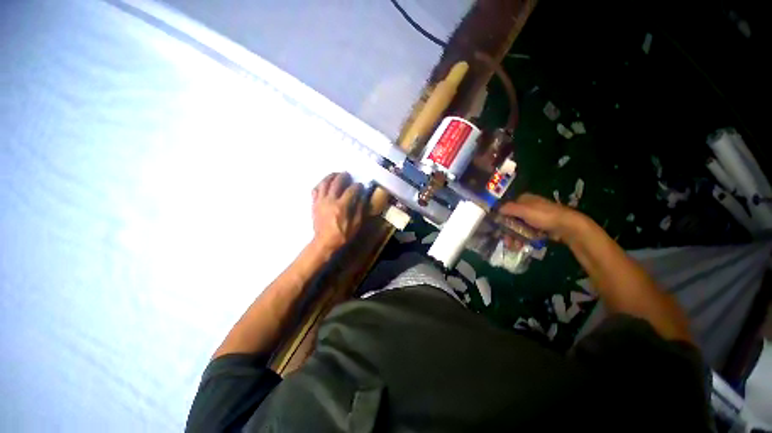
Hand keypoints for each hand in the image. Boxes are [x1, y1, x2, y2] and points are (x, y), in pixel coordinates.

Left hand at [311, 172, 365, 251]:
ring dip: (331, 176)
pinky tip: (324, 184)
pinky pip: (315, 190)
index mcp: (341, 206)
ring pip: (324, 183)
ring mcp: (320, 201)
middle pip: (337, 182)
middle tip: (348, 175)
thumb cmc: (341, 235)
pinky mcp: (314, 203)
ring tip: (336, 175)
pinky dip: (320, 184)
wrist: (324, 242)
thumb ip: (359, 210)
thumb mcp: (355, 225)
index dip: (357, 186)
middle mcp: (330, 200)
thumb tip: (362, 198)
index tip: (360, 185)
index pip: (351, 190)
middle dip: (344, 176)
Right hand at [499, 193, 585, 242]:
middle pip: (515, 219)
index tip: (500, 232)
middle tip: (508, 243)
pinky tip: (524, 245)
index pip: (509, 208)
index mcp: (524, 199)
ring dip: (517, 238)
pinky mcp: (542, 226)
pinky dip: (526, 239)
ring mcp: (536, 217)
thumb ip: (510, 209)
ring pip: (522, 227)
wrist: (563, 224)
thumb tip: (497, 209)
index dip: (503, 219)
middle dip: (510, 232)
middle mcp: (529, 206)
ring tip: (516, 247)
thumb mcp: (524, 211)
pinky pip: (530, 233)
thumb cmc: (543, 216)